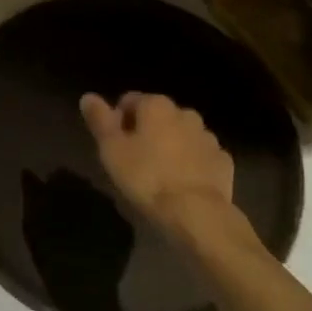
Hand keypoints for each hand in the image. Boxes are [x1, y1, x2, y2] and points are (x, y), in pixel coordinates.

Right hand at [80, 92, 234, 230]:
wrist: (196, 213)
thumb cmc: (146, 177)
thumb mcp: (112, 149)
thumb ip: (99, 120)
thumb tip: (88, 97)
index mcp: (156, 106)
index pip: (130, 101)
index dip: (119, 120)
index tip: (115, 145)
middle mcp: (185, 113)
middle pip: (158, 116)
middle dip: (147, 132)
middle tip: (135, 160)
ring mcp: (208, 137)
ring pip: (182, 135)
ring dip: (171, 146)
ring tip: (159, 174)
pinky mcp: (223, 161)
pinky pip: (201, 156)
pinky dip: (191, 163)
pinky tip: (182, 183)